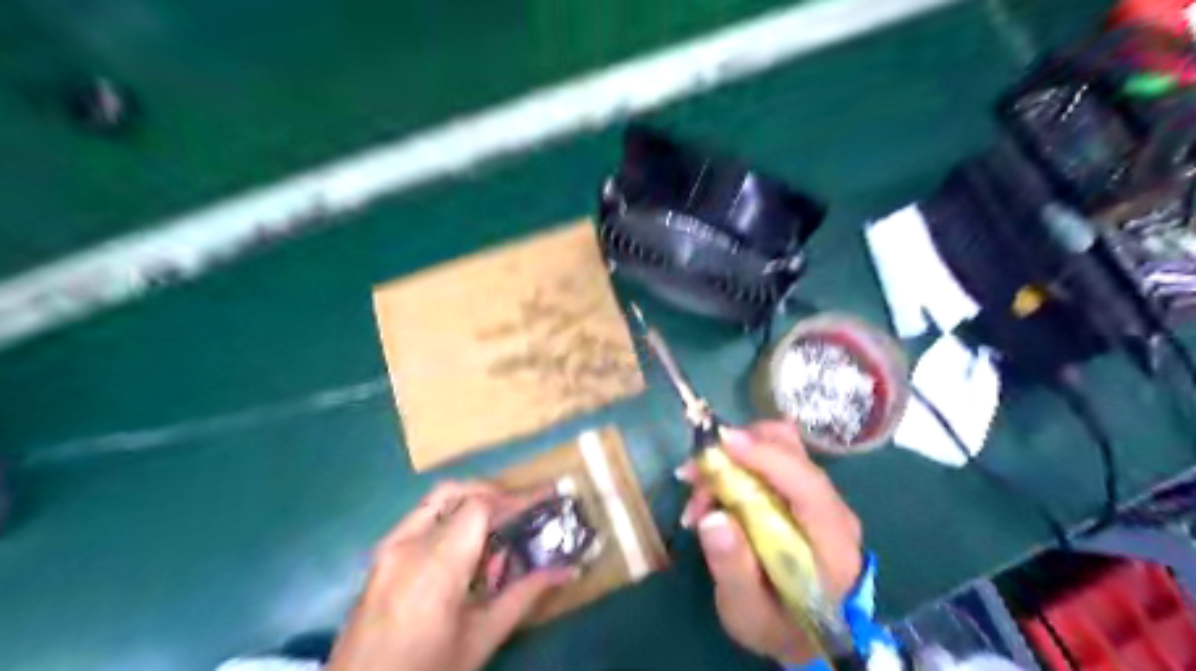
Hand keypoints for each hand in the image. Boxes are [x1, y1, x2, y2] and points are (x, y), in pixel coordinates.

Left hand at [325, 482, 571, 670]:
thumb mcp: (479, 640)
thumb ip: (523, 596)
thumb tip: (567, 570)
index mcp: (434, 565)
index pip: (479, 506)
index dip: (515, 498)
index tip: (545, 499)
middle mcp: (406, 545)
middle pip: (455, 492)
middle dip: (493, 494)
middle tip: (522, 511)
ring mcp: (387, 548)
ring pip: (435, 501)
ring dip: (470, 503)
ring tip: (497, 529)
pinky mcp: (378, 557)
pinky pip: (420, 519)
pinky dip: (449, 518)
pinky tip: (464, 550)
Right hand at [677, 421, 864, 661]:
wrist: (806, 634)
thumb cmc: (778, 625)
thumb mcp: (748, 612)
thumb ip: (733, 568)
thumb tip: (712, 518)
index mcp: (831, 540)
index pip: (806, 483)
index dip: (765, 456)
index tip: (722, 443)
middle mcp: (831, 507)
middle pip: (791, 450)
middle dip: (738, 449)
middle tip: (694, 474)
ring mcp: (817, 494)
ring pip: (777, 446)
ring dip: (732, 456)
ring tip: (697, 493)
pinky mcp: (800, 491)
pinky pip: (768, 459)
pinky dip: (735, 464)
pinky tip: (710, 495)